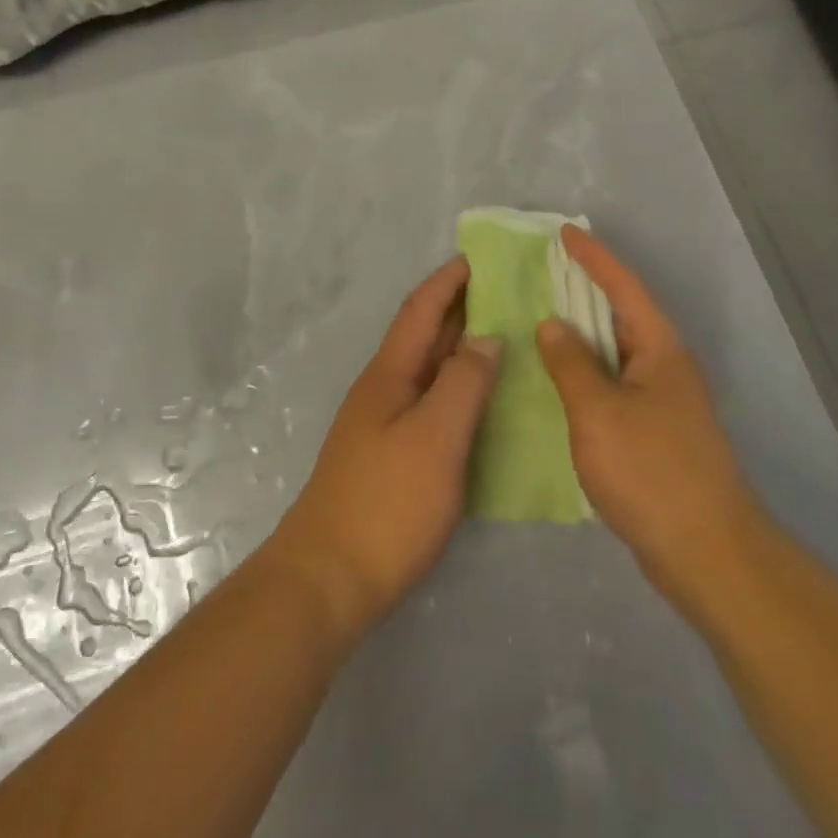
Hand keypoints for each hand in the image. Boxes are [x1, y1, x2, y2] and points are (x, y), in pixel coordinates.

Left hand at [264, 257, 500, 644]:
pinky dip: (458, 388)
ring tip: (505, 337)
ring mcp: (384, 425)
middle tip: (508, 292)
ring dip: (461, 348)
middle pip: (424, 336)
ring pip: (429, 370)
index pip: (421, 311)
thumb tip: (485, 337)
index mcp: (390, 374)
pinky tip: (483, 402)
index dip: (448, 281)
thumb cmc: (387, 502)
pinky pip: (431, 403)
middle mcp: (384, 390)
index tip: (480, 258)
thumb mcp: (435, 437)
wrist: (329, 579)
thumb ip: (462, 383)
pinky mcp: (391, 457)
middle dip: (460, 308)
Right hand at [536, 226, 762, 612]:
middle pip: (621, 314)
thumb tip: (552, 325)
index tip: (564, 232)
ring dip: (582, 334)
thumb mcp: (598, 411)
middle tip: (543, 272)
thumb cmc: (651, 470)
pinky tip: (558, 381)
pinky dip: (586, 373)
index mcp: (660, 349)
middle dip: (584, 290)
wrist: (706, 553)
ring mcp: (663, 401)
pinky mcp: (655, 432)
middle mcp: (666, 366)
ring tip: (540, 319)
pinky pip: (614, 384)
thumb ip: (571, 363)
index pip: (623, 287)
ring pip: (616, 352)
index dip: (593, 257)